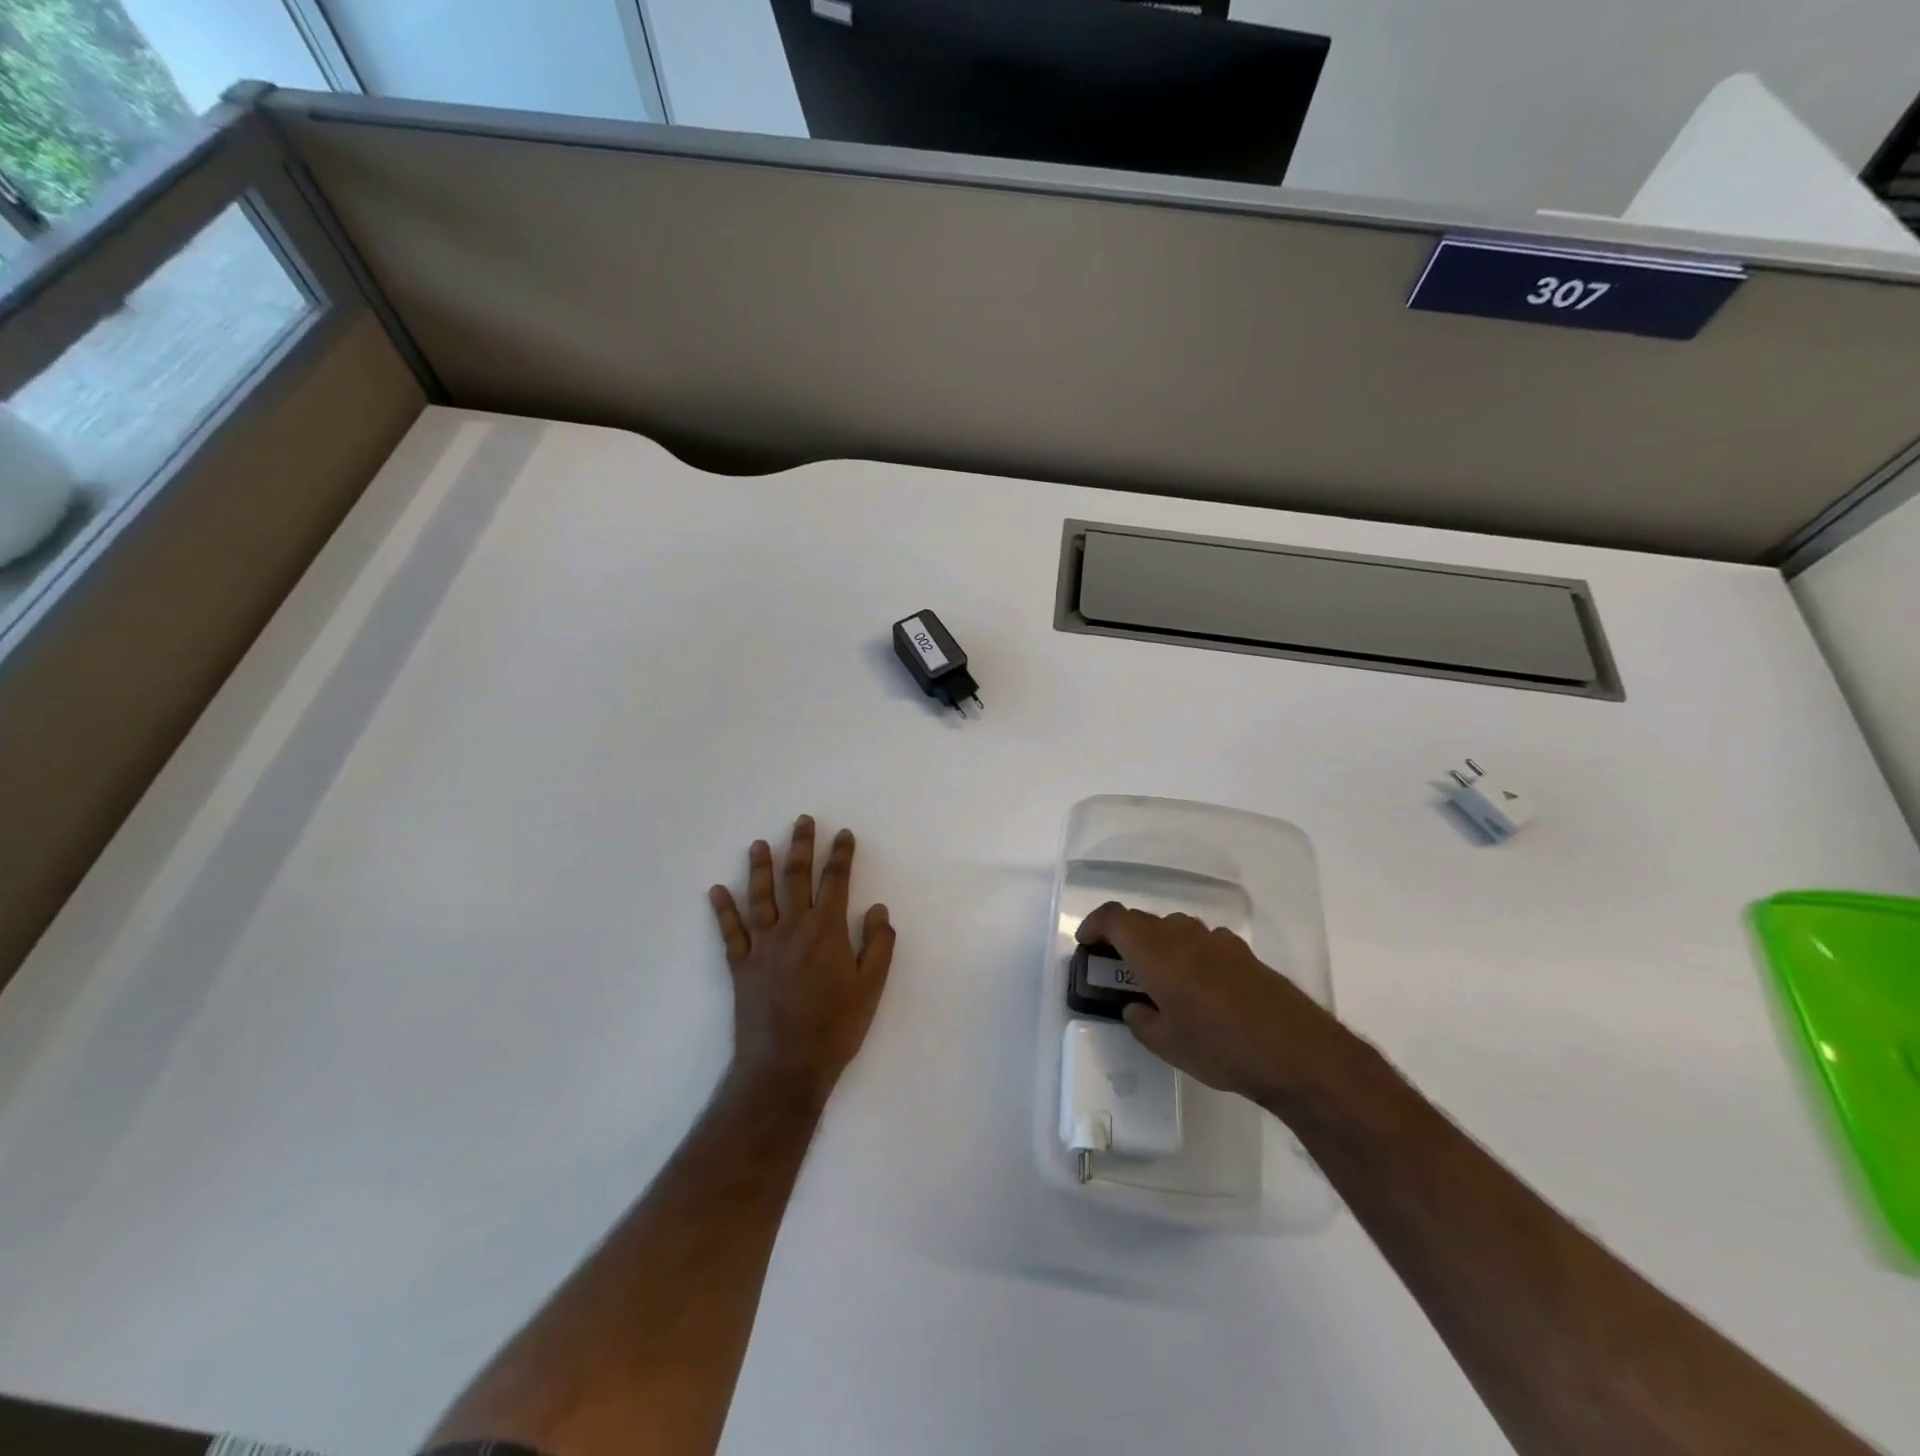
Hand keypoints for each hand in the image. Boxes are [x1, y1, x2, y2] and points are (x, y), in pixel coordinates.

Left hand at [709, 816, 895, 1107]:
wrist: (785, 1066)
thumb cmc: (835, 1027)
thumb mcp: (871, 986)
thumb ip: (878, 943)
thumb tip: (878, 908)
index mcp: (826, 930)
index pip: (836, 880)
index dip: (840, 854)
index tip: (843, 833)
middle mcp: (792, 928)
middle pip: (796, 877)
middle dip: (801, 846)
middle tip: (802, 821)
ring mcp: (762, 946)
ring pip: (760, 897)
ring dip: (760, 868)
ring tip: (759, 844)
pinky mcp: (741, 967)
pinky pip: (730, 932)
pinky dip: (723, 911)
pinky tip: (717, 891)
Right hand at [1076, 901, 1333, 1108]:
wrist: (1295, 1051)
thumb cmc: (1219, 1047)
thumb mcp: (1166, 1044)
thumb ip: (1142, 1020)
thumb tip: (1137, 1006)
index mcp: (1154, 951)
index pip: (1114, 917)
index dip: (1095, 925)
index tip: (1087, 944)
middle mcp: (1182, 935)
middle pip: (1143, 921)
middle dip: (1125, 937)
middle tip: (1119, 967)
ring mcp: (1216, 940)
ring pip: (1175, 929)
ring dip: (1159, 944)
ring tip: (1161, 979)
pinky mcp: (1243, 953)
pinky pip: (1204, 942)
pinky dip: (1191, 953)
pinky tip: (1202, 986)